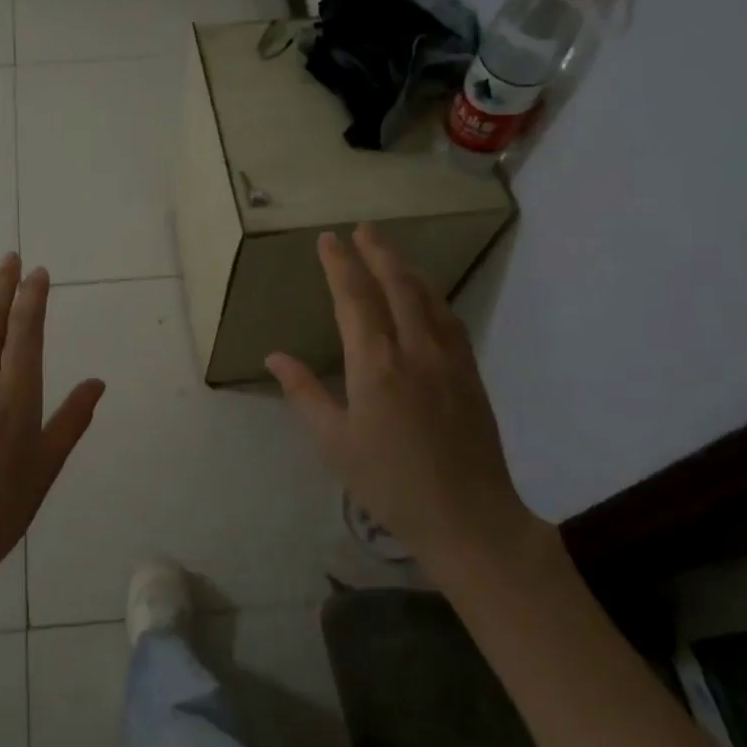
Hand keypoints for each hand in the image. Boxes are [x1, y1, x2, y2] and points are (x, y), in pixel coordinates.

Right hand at [266, 223, 550, 596]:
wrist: (469, 518)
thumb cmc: (390, 483)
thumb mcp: (335, 443)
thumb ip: (305, 394)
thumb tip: (275, 356)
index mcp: (376, 366)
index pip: (354, 300)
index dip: (340, 265)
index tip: (328, 239)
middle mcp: (415, 351)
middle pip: (397, 286)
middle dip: (378, 253)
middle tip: (364, 227)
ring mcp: (449, 360)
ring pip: (428, 298)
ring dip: (407, 269)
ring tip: (390, 251)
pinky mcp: (471, 374)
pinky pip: (450, 321)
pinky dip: (432, 297)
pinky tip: (427, 297)